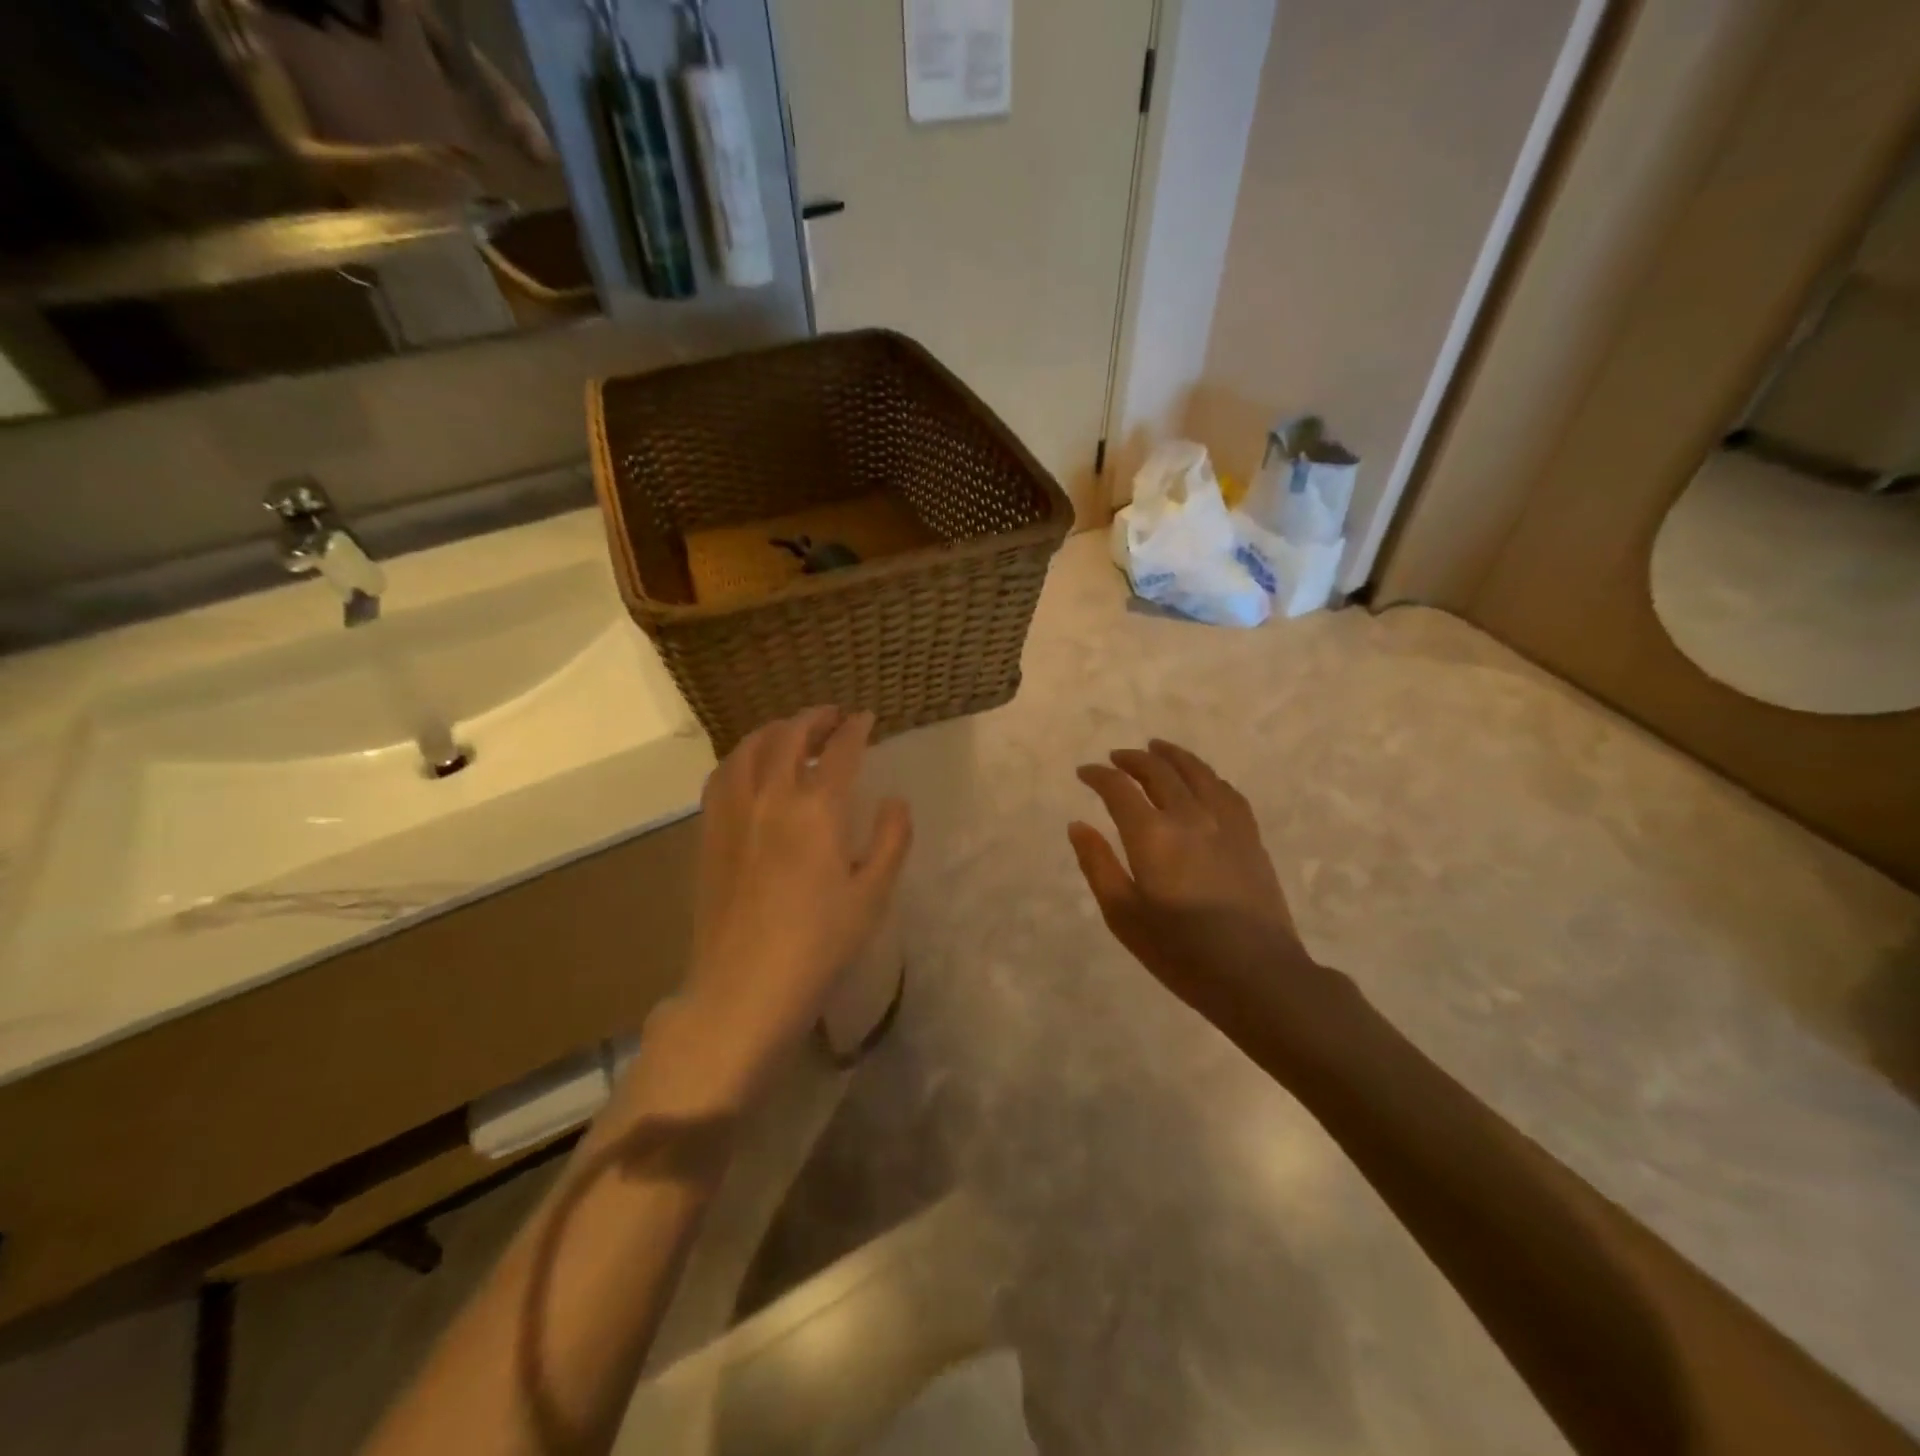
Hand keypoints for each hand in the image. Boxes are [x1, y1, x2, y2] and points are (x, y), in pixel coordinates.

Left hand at [647, 708, 911, 1112]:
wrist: (744, 987)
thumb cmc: (819, 944)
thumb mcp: (872, 895)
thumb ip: (889, 840)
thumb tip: (894, 800)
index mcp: (817, 809)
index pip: (840, 750)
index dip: (856, 728)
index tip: (868, 719)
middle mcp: (771, 797)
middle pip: (789, 736)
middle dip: (814, 718)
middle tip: (833, 716)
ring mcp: (733, 812)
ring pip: (748, 748)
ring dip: (774, 730)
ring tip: (790, 731)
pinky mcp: (709, 833)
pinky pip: (722, 775)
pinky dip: (741, 756)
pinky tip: (749, 766)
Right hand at [1069, 740, 1351, 1065]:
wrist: (1258, 976)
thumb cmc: (1181, 952)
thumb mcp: (1123, 915)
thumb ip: (1098, 864)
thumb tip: (1078, 825)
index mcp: (1151, 834)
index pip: (1119, 788)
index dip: (1098, 775)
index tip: (1085, 772)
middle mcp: (1188, 816)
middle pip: (1158, 771)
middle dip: (1133, 759)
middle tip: (1116, 758)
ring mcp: (1225, 823)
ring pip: (1196, 772)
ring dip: (1172, 756)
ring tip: (1157, 748)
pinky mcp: (1250, 836)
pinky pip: (1226, 791)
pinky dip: (1207, 776)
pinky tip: (1202, 780)